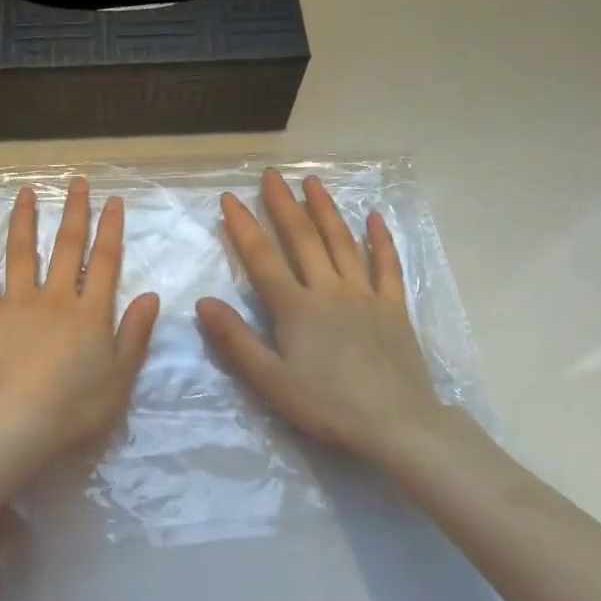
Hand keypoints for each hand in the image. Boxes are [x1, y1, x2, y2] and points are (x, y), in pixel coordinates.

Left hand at [0, 178, 160, 465]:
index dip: (110, 230)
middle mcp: (56, 298)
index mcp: (90, 313)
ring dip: (26, 221)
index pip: (104, 262)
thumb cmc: (73, 406)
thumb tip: (150, 295)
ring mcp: (18, 303)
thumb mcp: (119, 377)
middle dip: (74, 213)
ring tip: (26, 193)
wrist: (13, 421)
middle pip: (67, 248)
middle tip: (76, 183)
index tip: (113, 201)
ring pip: (22, 253)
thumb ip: (135, 334)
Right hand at [196, 170, 457, 469]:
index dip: (244, 227)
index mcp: (296, 308)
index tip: (229, 198)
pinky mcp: (394, 308)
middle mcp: (328, 290)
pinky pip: (387, 265)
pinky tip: (374, 217)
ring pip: (342, 242)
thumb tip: (204, 302)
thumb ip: (236, 340)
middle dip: (284, 204)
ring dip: (326, 210)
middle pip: (303, 239)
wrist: (397, 425)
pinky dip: (380, 239)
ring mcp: (365, 295)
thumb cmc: (327, 406)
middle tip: (272, 175)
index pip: (262, 258)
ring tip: (313, 182)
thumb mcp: (270, 381)